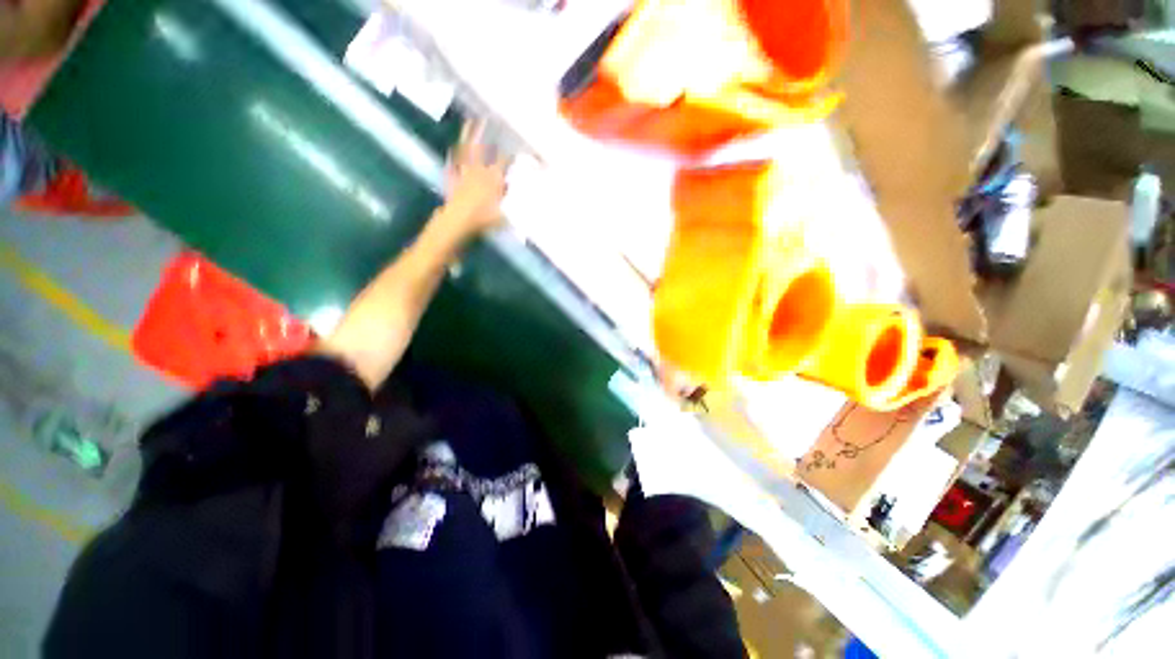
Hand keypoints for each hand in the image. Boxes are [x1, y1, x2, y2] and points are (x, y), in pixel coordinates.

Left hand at [440, 120, 508, 236]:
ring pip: (467, 151)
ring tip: (469, 123)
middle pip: (483, 149)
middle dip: (486, 134)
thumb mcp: (503, 213)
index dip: (508, 153)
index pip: (503, 161)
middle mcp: (479, 171)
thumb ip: (508, 201)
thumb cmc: (483, 218)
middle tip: (487, 119)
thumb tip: (511, 190)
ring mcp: (464, 172)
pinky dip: (454, 155)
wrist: (459, 219)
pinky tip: (453, 148)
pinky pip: (453, 163)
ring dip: (468, 137)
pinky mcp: (453, 177)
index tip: (514, 146)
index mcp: (493, 178)